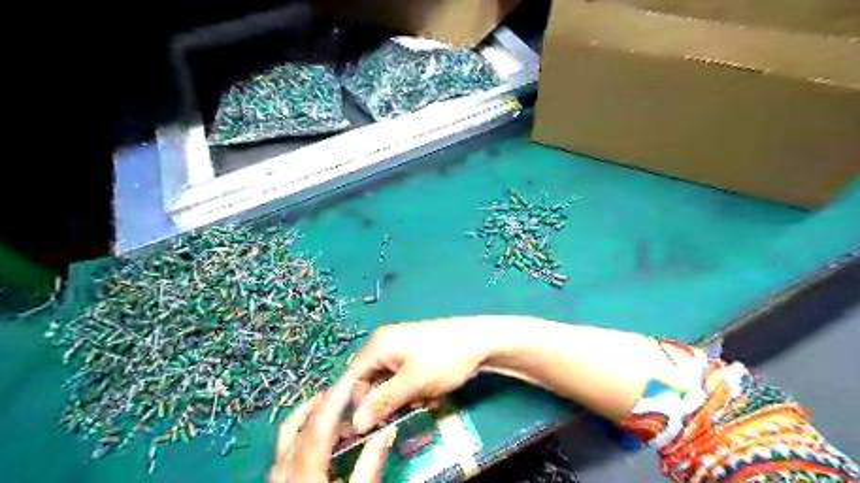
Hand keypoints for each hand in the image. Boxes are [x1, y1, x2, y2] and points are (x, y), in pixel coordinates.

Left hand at [267, 377, 398, 482]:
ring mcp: (275, 477)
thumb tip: (387, 431)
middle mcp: (283, 469)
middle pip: (299, 423)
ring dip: (311, 415)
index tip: (353, 376)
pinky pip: (287, 447)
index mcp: (304, 472)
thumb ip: (370, 467)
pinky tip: (323, 441)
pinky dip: (305, 433)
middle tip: (347, 391)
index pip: (320, 423)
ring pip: (288, 433)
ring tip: (337, 412)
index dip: (336, 396)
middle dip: (323, 401)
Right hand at [345, 317, 505, 432]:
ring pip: (389, 381)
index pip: (352, 377)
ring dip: (401, 396)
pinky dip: (413, 388)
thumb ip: (382, 403)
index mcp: (378, 344)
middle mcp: (385, 343)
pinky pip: (404, 376)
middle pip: (371, 379)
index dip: (356, 402)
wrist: (480, 341)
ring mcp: (402, 347)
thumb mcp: (411, 384)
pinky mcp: (416, 353)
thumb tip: (356, 424)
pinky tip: (430, 392)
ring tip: (422, 399)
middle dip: (385, 399)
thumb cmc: (443, 359)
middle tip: (403, 410)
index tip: (366, 424)